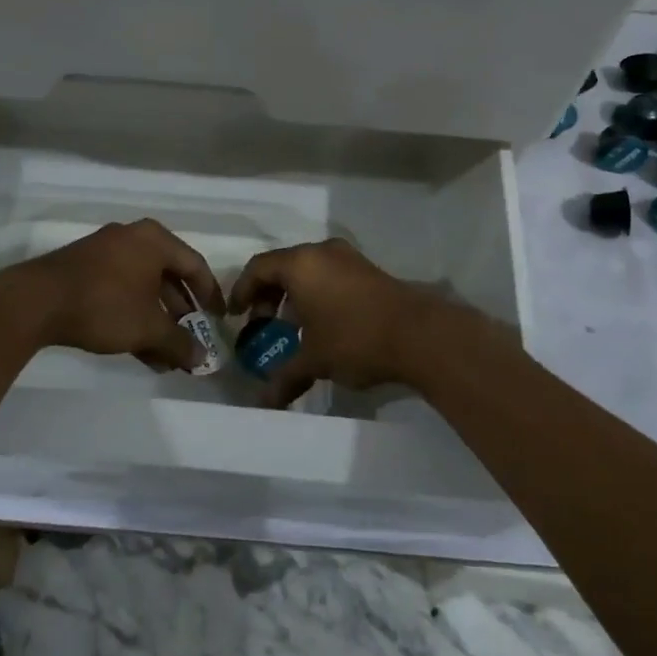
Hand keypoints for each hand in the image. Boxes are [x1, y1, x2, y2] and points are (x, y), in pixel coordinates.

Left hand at [0, 219, 224, 372]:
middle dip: (182, 315)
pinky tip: (140, 351)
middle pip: (169, 277)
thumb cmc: (104, 305)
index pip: (195, 266)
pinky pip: (121, 291)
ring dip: (158, 322)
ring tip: (167, 357)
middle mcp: (132, 238)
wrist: (36, 301)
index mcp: (155, 240)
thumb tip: (203, 359)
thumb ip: (179, 343)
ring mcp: (105, 252)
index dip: (212, 296)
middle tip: (192, 341)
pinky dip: (134, 316)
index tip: (220, 321)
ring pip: (143, 288)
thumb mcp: (148, 328)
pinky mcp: (84, 270)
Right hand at [230, 238, 448, 406]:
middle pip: (283, 266)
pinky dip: (317, 292)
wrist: (421, 335)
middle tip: (262, 323)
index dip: (242, 291)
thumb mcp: (315, 360)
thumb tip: (263, 403)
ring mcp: (349, 258)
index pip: (258, 268)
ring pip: (309, 269)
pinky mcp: (369, 270)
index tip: (236, 316)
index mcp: (301, 264)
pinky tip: (323, 323)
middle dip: (268, 294)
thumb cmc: (355, 339)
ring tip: (293, 327)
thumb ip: (285, 377)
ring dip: (294, 294)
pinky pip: (330, 274)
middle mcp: (322, 252)